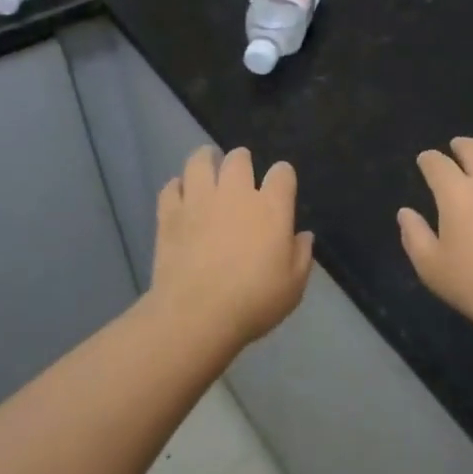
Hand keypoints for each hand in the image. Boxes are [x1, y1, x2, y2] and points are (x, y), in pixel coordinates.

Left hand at [153, 146, 313, 344]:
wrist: (197, 314)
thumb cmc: (254, 301)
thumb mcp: (293, 286)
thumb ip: (301, 256)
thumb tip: (303, 236)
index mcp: (271, 207)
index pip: (282, 173)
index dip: (283, 176)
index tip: (281, 186)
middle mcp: (236, 194)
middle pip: (239, 159)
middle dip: (242, 160)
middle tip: (241, 171)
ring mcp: (199, 200)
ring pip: (200, 162)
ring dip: (206, 159)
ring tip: (207, 162)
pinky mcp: (170, 214)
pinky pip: (171, 188)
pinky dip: (176, 187)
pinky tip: (180, 193)